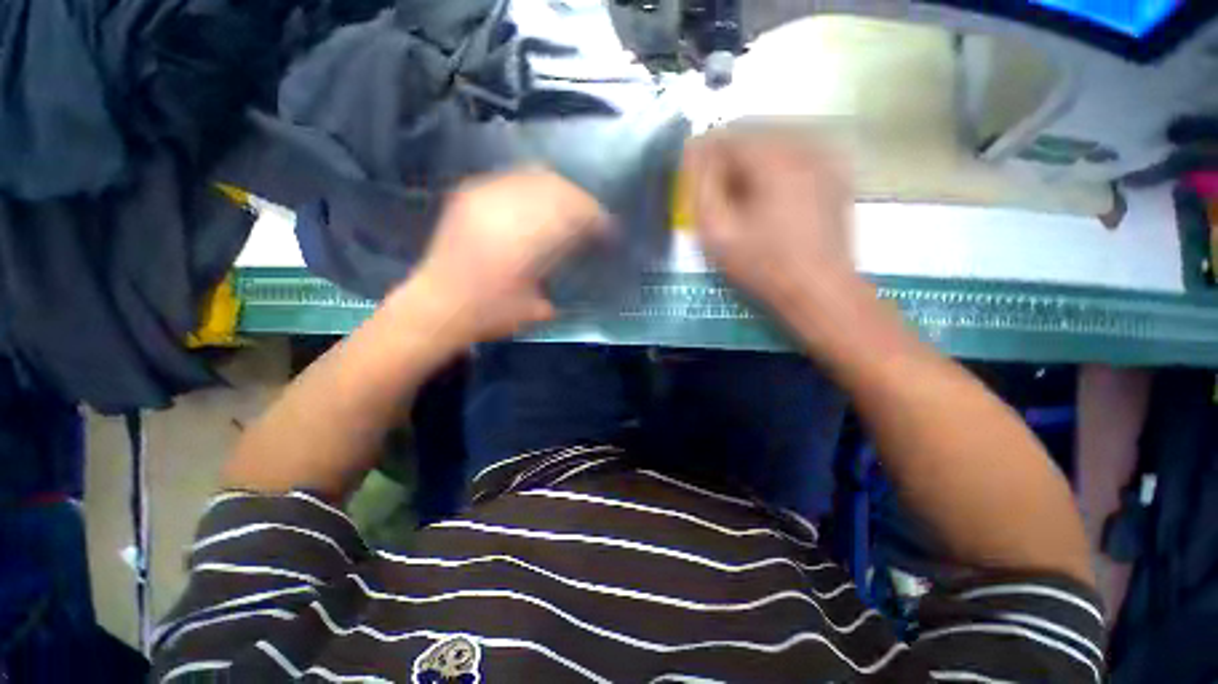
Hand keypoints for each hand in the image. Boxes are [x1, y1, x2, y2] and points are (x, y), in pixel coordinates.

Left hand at [391, 168, 609, 344]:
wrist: (436, 306)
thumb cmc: (490, 314)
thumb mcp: (538, 308)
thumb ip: (565, 280)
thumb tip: (586, 261)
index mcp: (526, 240)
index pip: (573, 212)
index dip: (596, 217)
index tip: (608, 229)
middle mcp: (505, 209)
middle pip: (557, 187)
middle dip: (581, 201)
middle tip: (591, 218)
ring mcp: (484, 196)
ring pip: (534, 176)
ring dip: (559, 191)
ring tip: (567, 208)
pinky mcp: (469, 194)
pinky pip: (511, 178)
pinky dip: (532, 188)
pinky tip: (537, 203)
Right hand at [685, 128, 860, 316]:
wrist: (818, 291)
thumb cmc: (763, 265)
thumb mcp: (718, 232)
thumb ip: (700, 187)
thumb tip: (693, 154)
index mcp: (775, 159)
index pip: (728, 136)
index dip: (703, 154)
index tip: (690, 176)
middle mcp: (805, 147)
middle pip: (753, 137)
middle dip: (727, 161)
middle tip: (714, 193)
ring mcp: (826, 160)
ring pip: (774, 148)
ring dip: (749, 168)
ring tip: (739, 200)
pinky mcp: (835, 176)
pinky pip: (795, 160)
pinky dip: (773, 174)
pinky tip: (767, 202)